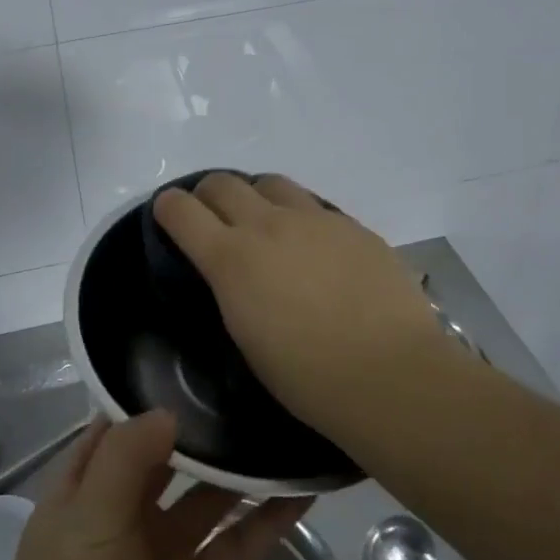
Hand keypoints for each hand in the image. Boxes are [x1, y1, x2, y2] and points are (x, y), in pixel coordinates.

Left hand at [0, 411, 307, 559]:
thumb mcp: (88, 517)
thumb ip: (127, 458)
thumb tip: (168, 408)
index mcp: (87, 486)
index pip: (119, 427)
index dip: (150, 396)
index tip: (194, 361)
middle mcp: (125, 510)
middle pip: (170, 458)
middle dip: (204, 431)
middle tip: (252, 387)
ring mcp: (163, 550)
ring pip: (209, 499)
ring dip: (241, 473)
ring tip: (284, 430)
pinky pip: (235, 546)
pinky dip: (265, 523)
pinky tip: (300, 493)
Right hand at [151, 171, 446, 440]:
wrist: (391, 376)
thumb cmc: (307, 377)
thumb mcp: (245, 334)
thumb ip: (230, 288)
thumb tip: (231, 271)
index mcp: (232, 258)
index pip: (181, 209)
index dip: (168, 208)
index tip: (169, 217)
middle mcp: (268, 225)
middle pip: (222, 182)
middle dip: (207, 195)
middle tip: (214, 219)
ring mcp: (315, 219)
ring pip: (270, 182)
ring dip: (256, 196)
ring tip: (265, 224)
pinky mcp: (353, 225)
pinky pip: (314, 205)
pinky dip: (299, 216)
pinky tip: (313, 247)